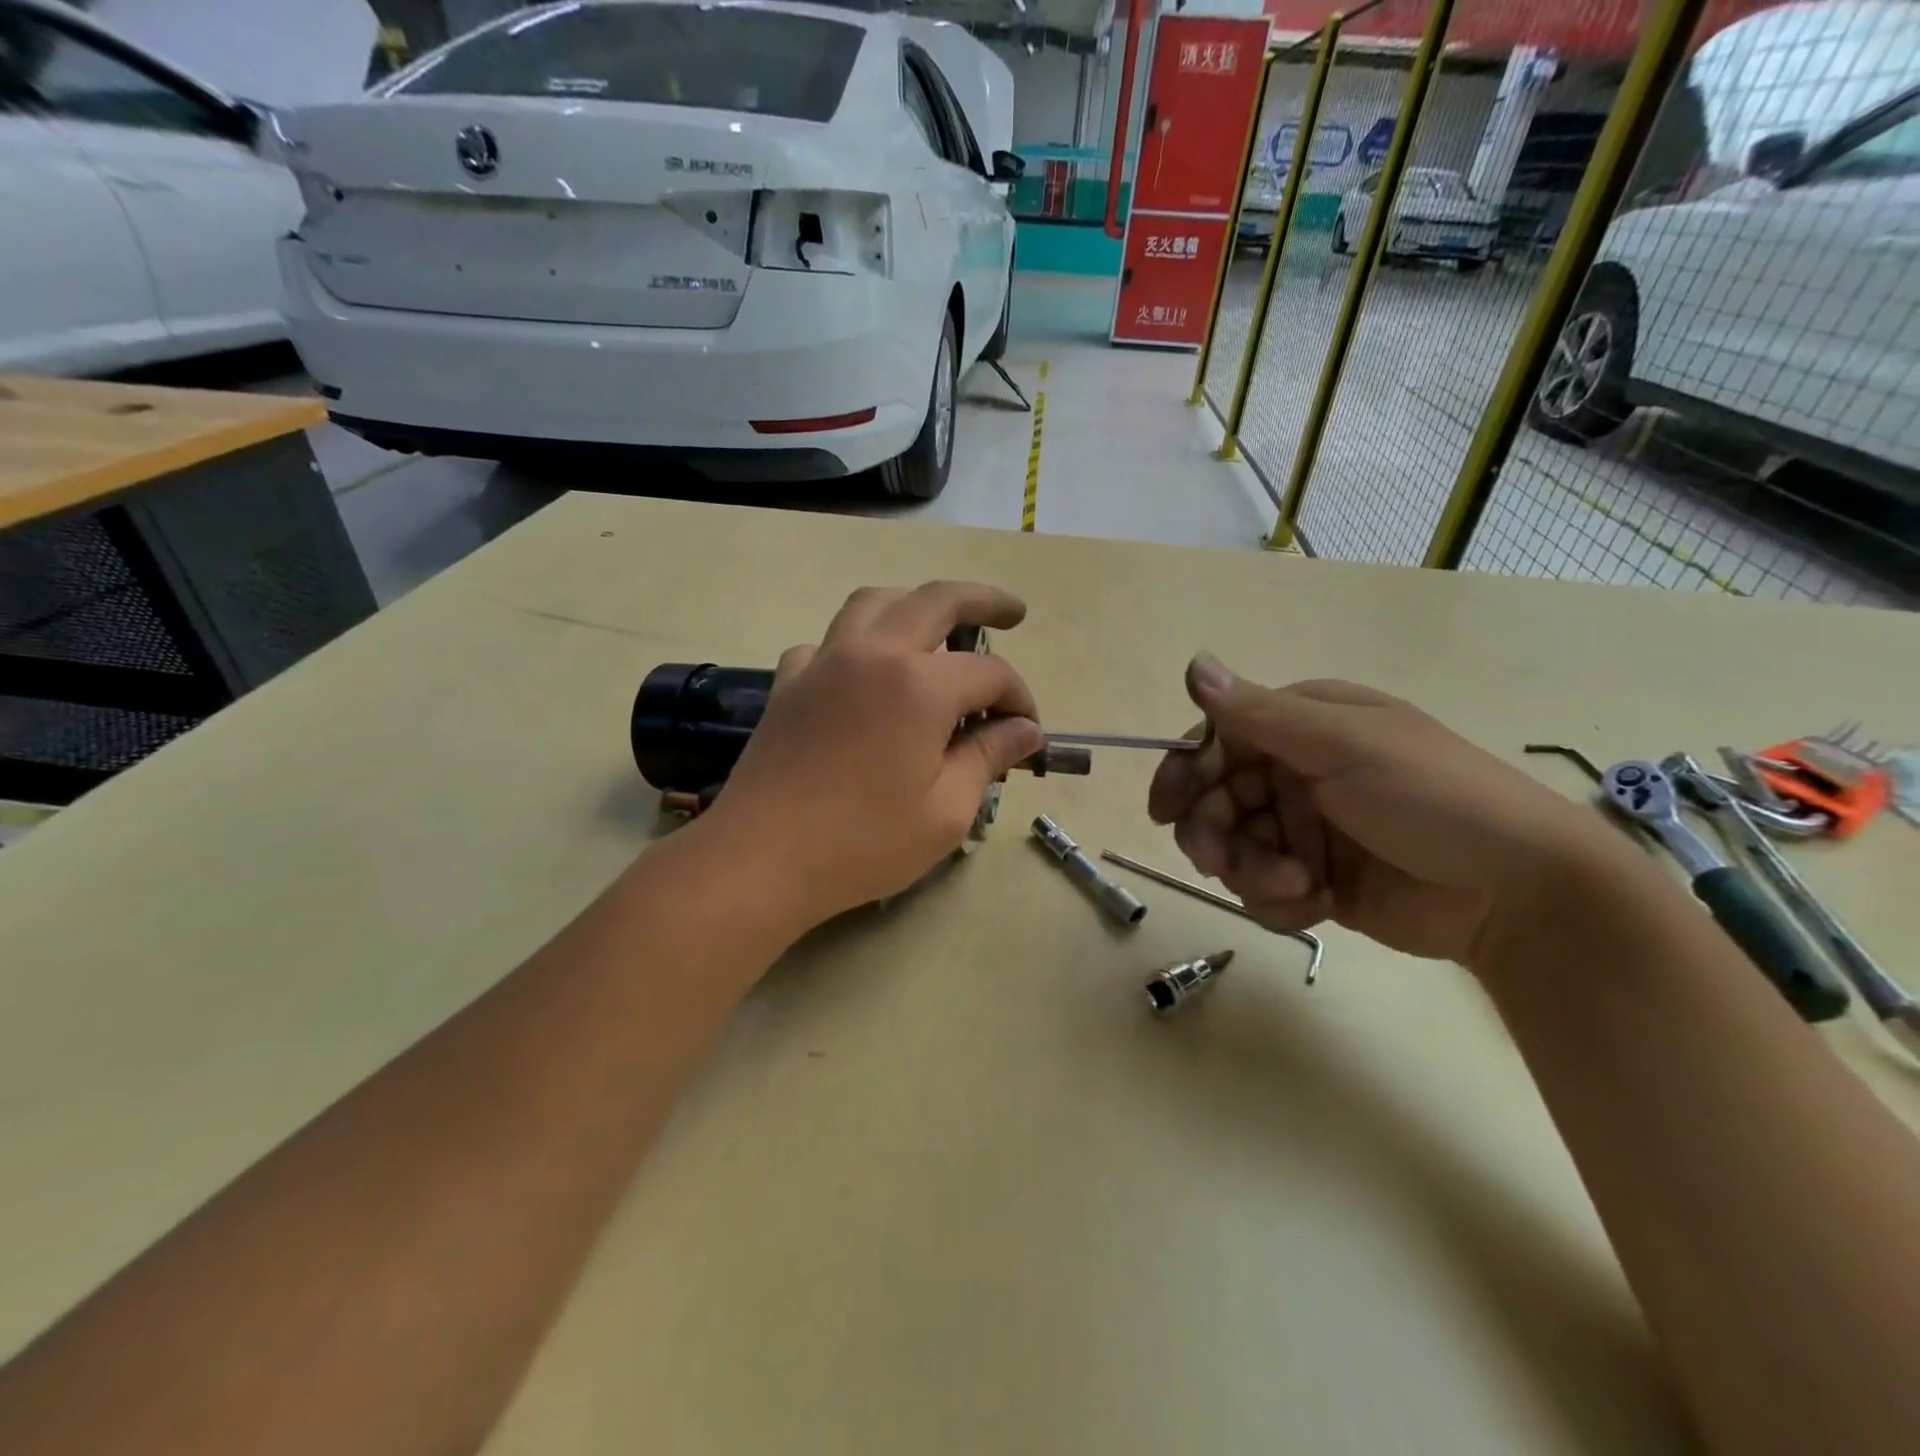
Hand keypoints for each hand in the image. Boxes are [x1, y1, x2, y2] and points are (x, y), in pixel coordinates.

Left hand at [703, 582, 1043, 929]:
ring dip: (915, 603)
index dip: (1019, 699)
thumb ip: (989, 757)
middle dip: (984, 601)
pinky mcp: (789, 682)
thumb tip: (1025, 730)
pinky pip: (828, 643)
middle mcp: (873, 653)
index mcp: (919, 684)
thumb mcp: (946, 811)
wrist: (761, 860)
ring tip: (938, 626)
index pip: (990, 673)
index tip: (1027, 732)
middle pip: (937, 600)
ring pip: (875, 603)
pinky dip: (856, 644)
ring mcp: (824, 661)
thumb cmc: (863, 843)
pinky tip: (864, 674)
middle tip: (1014, 612)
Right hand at [1147, 655, 1628, 964]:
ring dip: (1251, 871)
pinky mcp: (1317, 880)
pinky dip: (1279, 900)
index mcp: (1304, 727)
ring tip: (1295, 887)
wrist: (1518, 894)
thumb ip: (1259, 713)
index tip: (1164, 810)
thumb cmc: (1431, 798)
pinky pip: (1265, 889)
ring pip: (1236, 848)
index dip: (1185, 773)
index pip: (1218, 741)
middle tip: (1217, 863)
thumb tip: (1193, 664)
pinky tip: (1315, 905)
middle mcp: (1298, 772)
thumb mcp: (1344, 745)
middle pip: (1218, 799)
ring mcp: (1307, 829)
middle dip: (1213, 833)